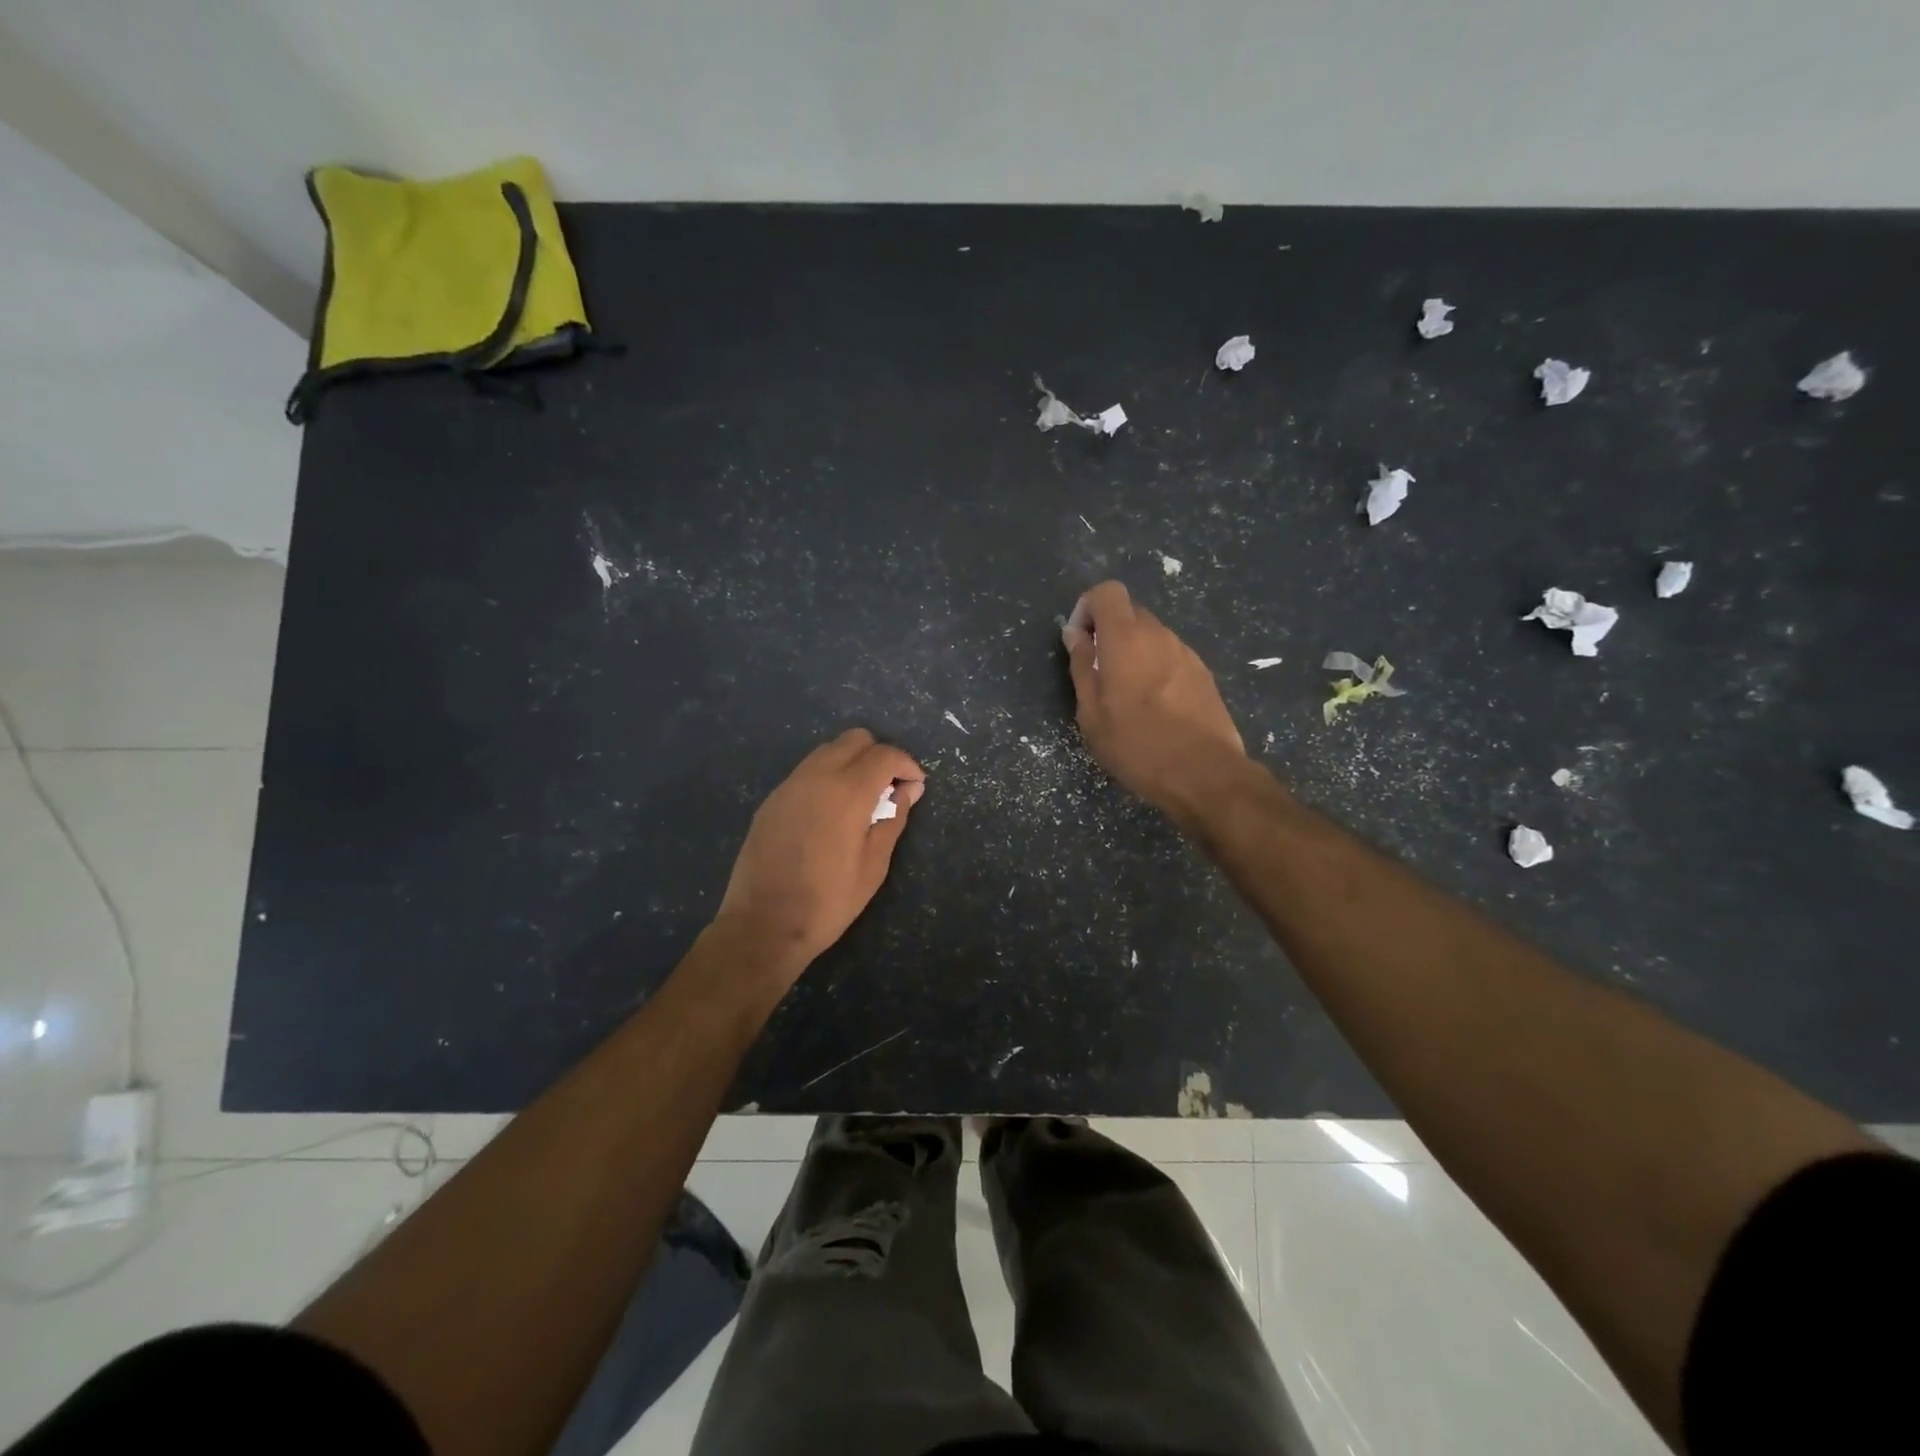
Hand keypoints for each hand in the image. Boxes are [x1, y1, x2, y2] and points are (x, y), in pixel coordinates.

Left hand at [714, 728, 924, 980]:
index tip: (915, 786)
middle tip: (889, 789)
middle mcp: (816, 777)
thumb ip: (894, 819)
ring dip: (851, 763)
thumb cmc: (828, 901)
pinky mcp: (771, 800)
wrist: (763, 925)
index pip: (884, 755)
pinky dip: (827, 777)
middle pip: (854, 739)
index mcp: (847, 792)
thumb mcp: (874, 865)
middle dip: (879, 756)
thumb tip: (908, 790)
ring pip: (827, 751)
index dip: (906, 765)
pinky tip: (831, 813)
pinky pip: (806, 772)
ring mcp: (789, 786)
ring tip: (861, 800)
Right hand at [1063, 580, 1246, 819]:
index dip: (1088, 608)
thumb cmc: (1137, 746)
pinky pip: (1170, 657)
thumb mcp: (1091, 713)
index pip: (1107, 591)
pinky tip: (1155, 708)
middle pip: (1130, 612)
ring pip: (1152, 636)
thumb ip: (1081, 666)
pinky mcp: (1204, 674)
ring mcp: (1186, 653)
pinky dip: (1156, 668)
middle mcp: (1159, 635)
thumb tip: (1075, 634)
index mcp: (1126, 639)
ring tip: (1127, 696)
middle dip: (1109, 632)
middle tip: (1098, 672)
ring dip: (1134, 653)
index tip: (1080, 641)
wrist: (1204, 774)